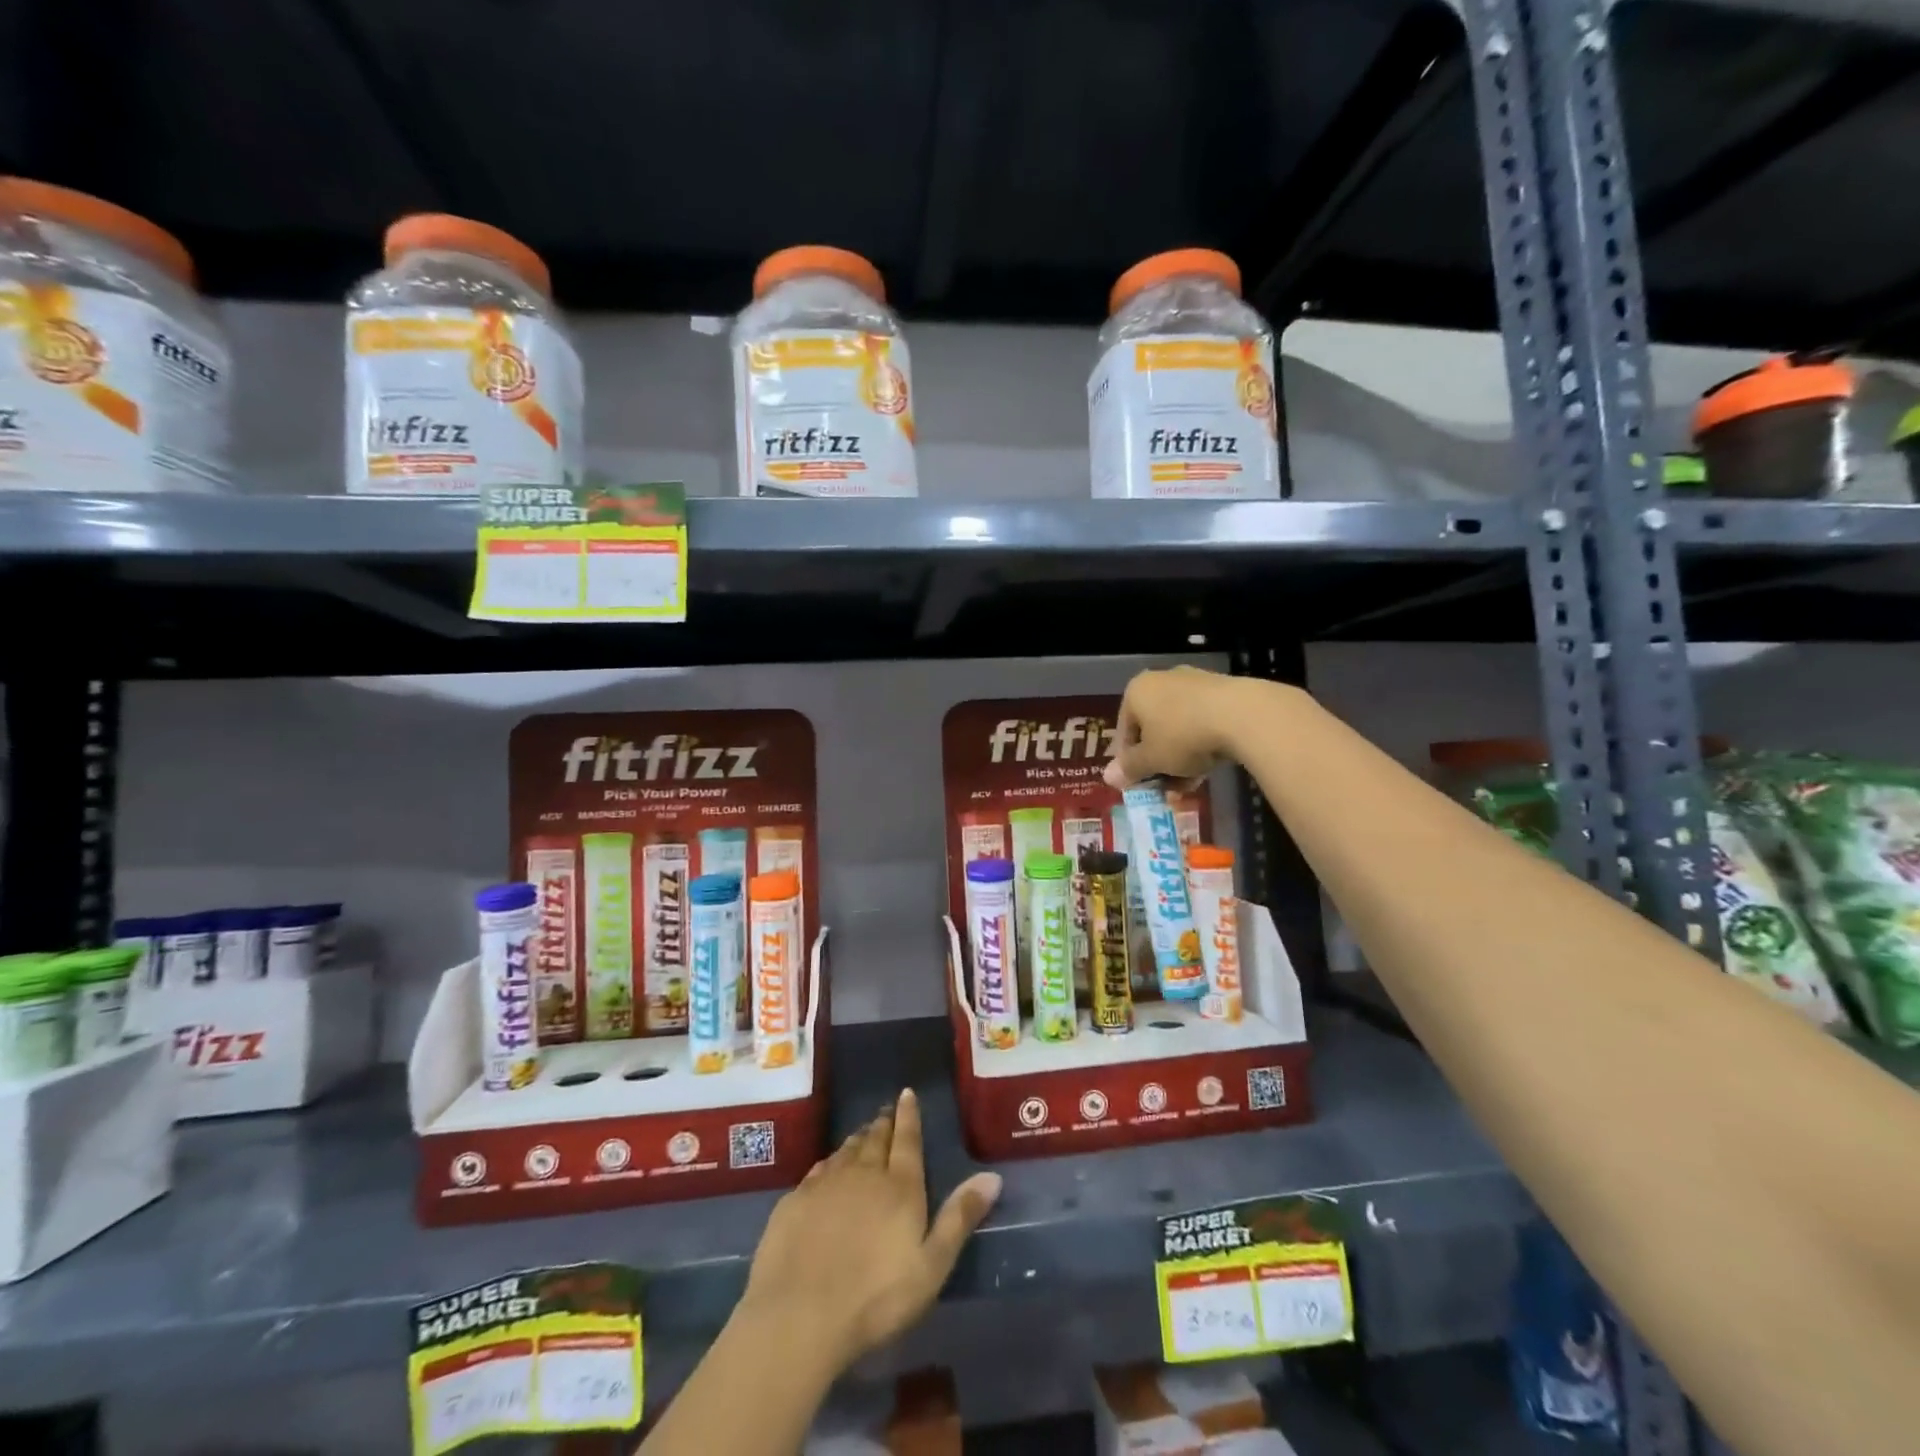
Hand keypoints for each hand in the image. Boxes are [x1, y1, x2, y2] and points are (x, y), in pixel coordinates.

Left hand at [736, 1089, 1001, 1373]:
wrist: (799, 1315)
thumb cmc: (876, 1298)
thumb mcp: (931, 1266)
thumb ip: (959, 1218)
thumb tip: (992, 1176)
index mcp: (900, 1186)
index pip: (907, 1139)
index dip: (908, 1114)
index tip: (906, 1093)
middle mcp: (863, 1173)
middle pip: (875, 1139)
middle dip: (883, 1124)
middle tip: (886, 1113)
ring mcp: (826, 1183)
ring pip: (846, 1150)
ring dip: (857, 1139)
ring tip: (863, 1134)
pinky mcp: (796, 1199)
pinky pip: (818, 1169)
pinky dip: (829, 1162)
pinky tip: (828, 1168)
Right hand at [1104, 666, 1249, 788]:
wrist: (1242, 715)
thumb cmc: (1182, 736)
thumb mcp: (1151, 759)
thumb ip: (1129, 768)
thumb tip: (1108, 777)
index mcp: (1136, 691)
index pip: (1124, 731)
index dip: (1128, 761)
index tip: (1138, 783)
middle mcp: (1162, 680)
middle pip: (1152, 728)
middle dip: (1157, 761)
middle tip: (1165, 786)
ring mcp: (1194, 682)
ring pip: (1178, 727)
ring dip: (1179, 757)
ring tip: (1190, 783)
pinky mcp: (1223, 690)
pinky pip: (1202, 721)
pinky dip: (1201, 743)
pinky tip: (1209, 766)